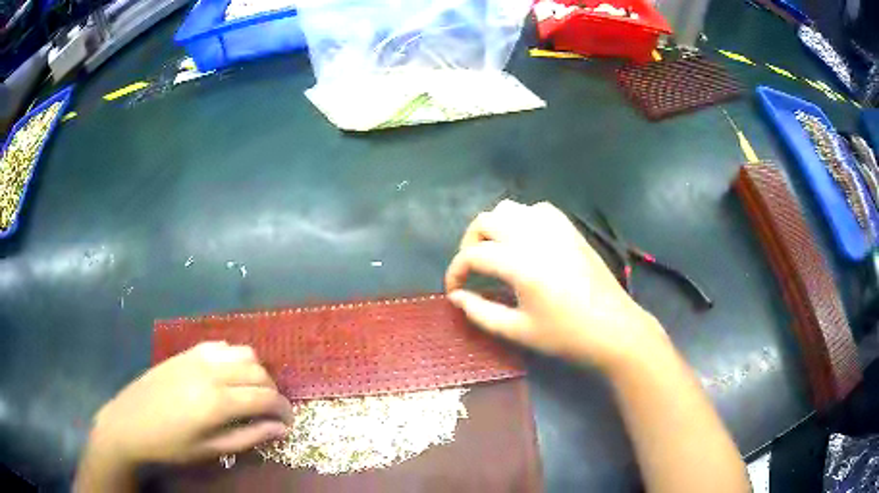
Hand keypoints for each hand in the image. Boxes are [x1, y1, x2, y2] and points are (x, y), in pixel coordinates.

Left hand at [87, 342, 292, 466]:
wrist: (129, 423)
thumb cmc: (170, 445)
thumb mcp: (210, 450)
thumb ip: (248, 437)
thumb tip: (281, 429)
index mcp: (217, 401)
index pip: (265, 397)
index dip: (283, 409)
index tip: (289, 421)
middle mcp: (211, 372)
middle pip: (258, 371)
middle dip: (272, 391)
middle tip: (271, 411)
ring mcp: (197, 357)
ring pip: (243, 352)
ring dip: (255, 371)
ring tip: (251, 392)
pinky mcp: (186, 352)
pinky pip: (221, 346)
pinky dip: (234, 358)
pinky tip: (228, 375)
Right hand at [446, 200, 667, 370]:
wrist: (614, 328)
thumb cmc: (567, 335)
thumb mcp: (519, 331)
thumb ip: (481, 312)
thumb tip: (456, 297)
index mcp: (520, 263)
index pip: (473, 256)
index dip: (455, 272)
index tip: (453, 290)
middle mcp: (534, 236)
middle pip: (485, 221)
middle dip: (470, 243)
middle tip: (472, 270)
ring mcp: (554, 228)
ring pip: (509, 209)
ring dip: (494, 228)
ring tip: (496, 253)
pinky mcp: (570, 229)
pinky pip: (537, 210)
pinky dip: (522, 220)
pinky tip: (525, 241)